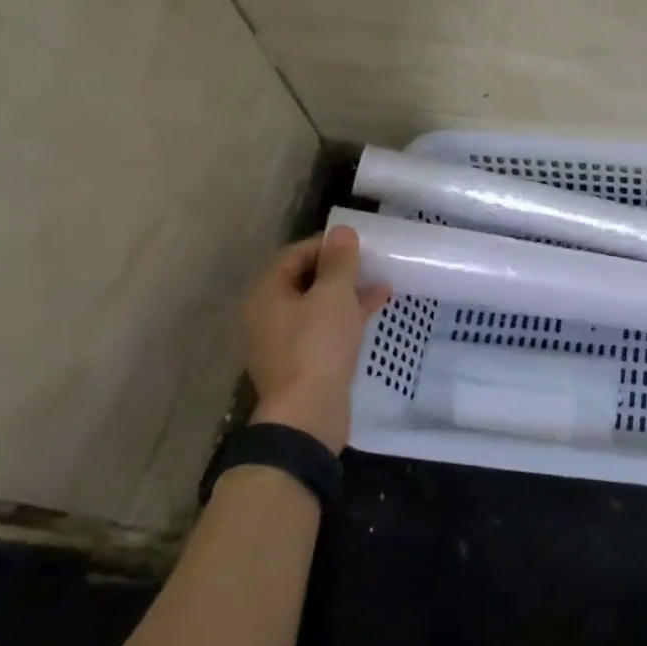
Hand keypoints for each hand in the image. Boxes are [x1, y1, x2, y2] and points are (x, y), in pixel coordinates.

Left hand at [243, 226, 390, 451]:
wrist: (308, 414)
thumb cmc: (318, 345)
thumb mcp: (334, 295)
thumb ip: (339, 261)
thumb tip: (341, 231)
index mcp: (266, 295)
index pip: (293, 255)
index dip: (325, 245)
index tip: (356, 244)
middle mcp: (267, 316)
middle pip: (303, 280)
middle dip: (337, 269)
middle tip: (368, 262)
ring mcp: (283, 342)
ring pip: (316, 306)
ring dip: (345, 293)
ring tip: (379, 282)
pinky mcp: (301, 363)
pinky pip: (323, 329)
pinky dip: (346, 317)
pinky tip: (374, 310)